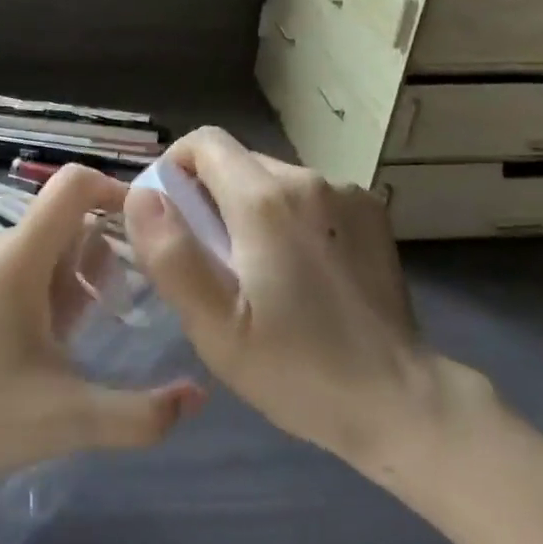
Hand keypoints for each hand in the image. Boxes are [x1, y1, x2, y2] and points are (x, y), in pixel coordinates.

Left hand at [0, 164, 204, 492]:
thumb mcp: (69, 420)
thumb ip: (141, 414)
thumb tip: (197, 397)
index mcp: (17, 257)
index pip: (73, 185)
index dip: (115, 191)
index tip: (145, 229)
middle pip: (60, 225)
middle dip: (93, 263)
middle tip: (103, 320)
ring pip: (34, 248)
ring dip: (63, 281)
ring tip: (64, 343)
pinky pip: (5, 264)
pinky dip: (31, 288)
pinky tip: (25, 346)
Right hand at [124, 128, 487, 479]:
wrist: (399, 400)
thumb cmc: (296, 368)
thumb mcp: (214, 326)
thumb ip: (170, 253)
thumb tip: (143, 195)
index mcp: (264, 200)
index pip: (204, 142)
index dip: (176, 168)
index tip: (171, 216)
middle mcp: (308, 179)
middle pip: (238, 162)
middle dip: (212, 197)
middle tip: (212, 261)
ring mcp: (347, 194)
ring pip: (274, 179)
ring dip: (251, 209)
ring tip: (258, 271)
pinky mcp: (372, 213)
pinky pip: (310, 197)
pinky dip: (291, 218)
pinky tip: (302, 270)